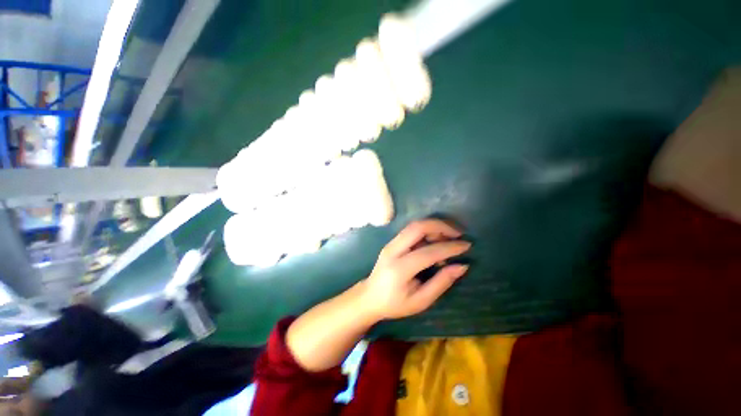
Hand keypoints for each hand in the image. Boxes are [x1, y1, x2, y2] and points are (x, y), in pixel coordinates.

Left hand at [361, 219, 470, 320]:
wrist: (369, 296)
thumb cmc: (395, 304)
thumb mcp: (421, 301)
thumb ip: (441, 282)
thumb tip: (462, 266)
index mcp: (400, 269)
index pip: (428, 252)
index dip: (449, 247)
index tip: (467, 246)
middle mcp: (393, 250)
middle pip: (417, 227)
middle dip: (440, 226)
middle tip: (458, 234)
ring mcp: (390, 243)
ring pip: (414, 225)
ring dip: (434, 226)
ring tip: (450, 238)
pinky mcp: (392, 242)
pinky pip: (411, 230)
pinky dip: (427, 231)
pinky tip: (436, 241)